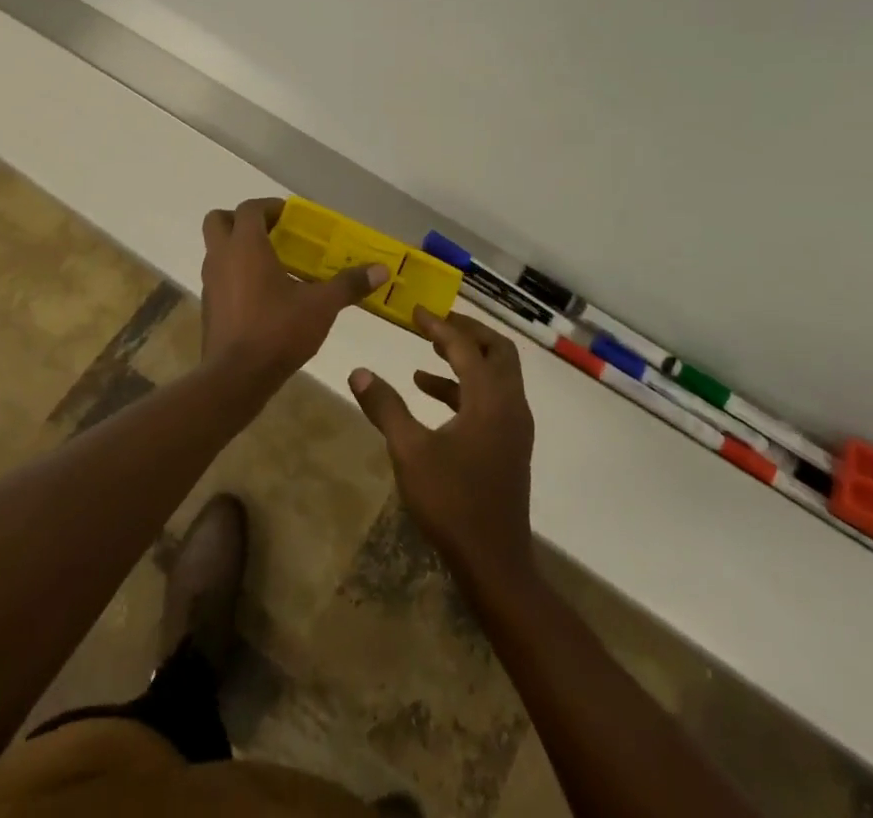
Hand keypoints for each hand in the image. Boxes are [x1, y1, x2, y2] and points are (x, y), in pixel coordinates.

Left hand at [200, 198, 388, 379]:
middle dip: (241, 220)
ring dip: (238, 249)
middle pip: (219, 221)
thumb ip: (349, 284)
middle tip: (270, 233)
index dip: (269, 206)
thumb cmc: (277, 330)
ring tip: (272, 265)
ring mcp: (210, 284)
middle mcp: (221, 257)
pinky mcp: (209, 308)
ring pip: (216, 251)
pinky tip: (263, 297)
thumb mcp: (321, 306)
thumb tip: (380, 270)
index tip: (290, 216)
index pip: (249, 208)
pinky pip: (219, 278)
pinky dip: (235, 276)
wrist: (235, 378)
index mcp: (245, 246)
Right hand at [348, 310, 535, 582]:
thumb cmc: (452, 502)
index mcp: (490, 398)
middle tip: (435, 324)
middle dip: (467, 332)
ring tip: (427, 356)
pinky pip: (492, 397)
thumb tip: (358, 372)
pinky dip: (466, 387)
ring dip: (467, 359)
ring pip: (498, 373)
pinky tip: (432, 395)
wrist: (494, 561)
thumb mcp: (410, 452)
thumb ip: (385, 407)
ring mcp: (514, 425)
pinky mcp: (510, 443)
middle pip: (497, 350)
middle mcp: (510, 404)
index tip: (415, 311)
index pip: (465, 346)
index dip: (438, 325)